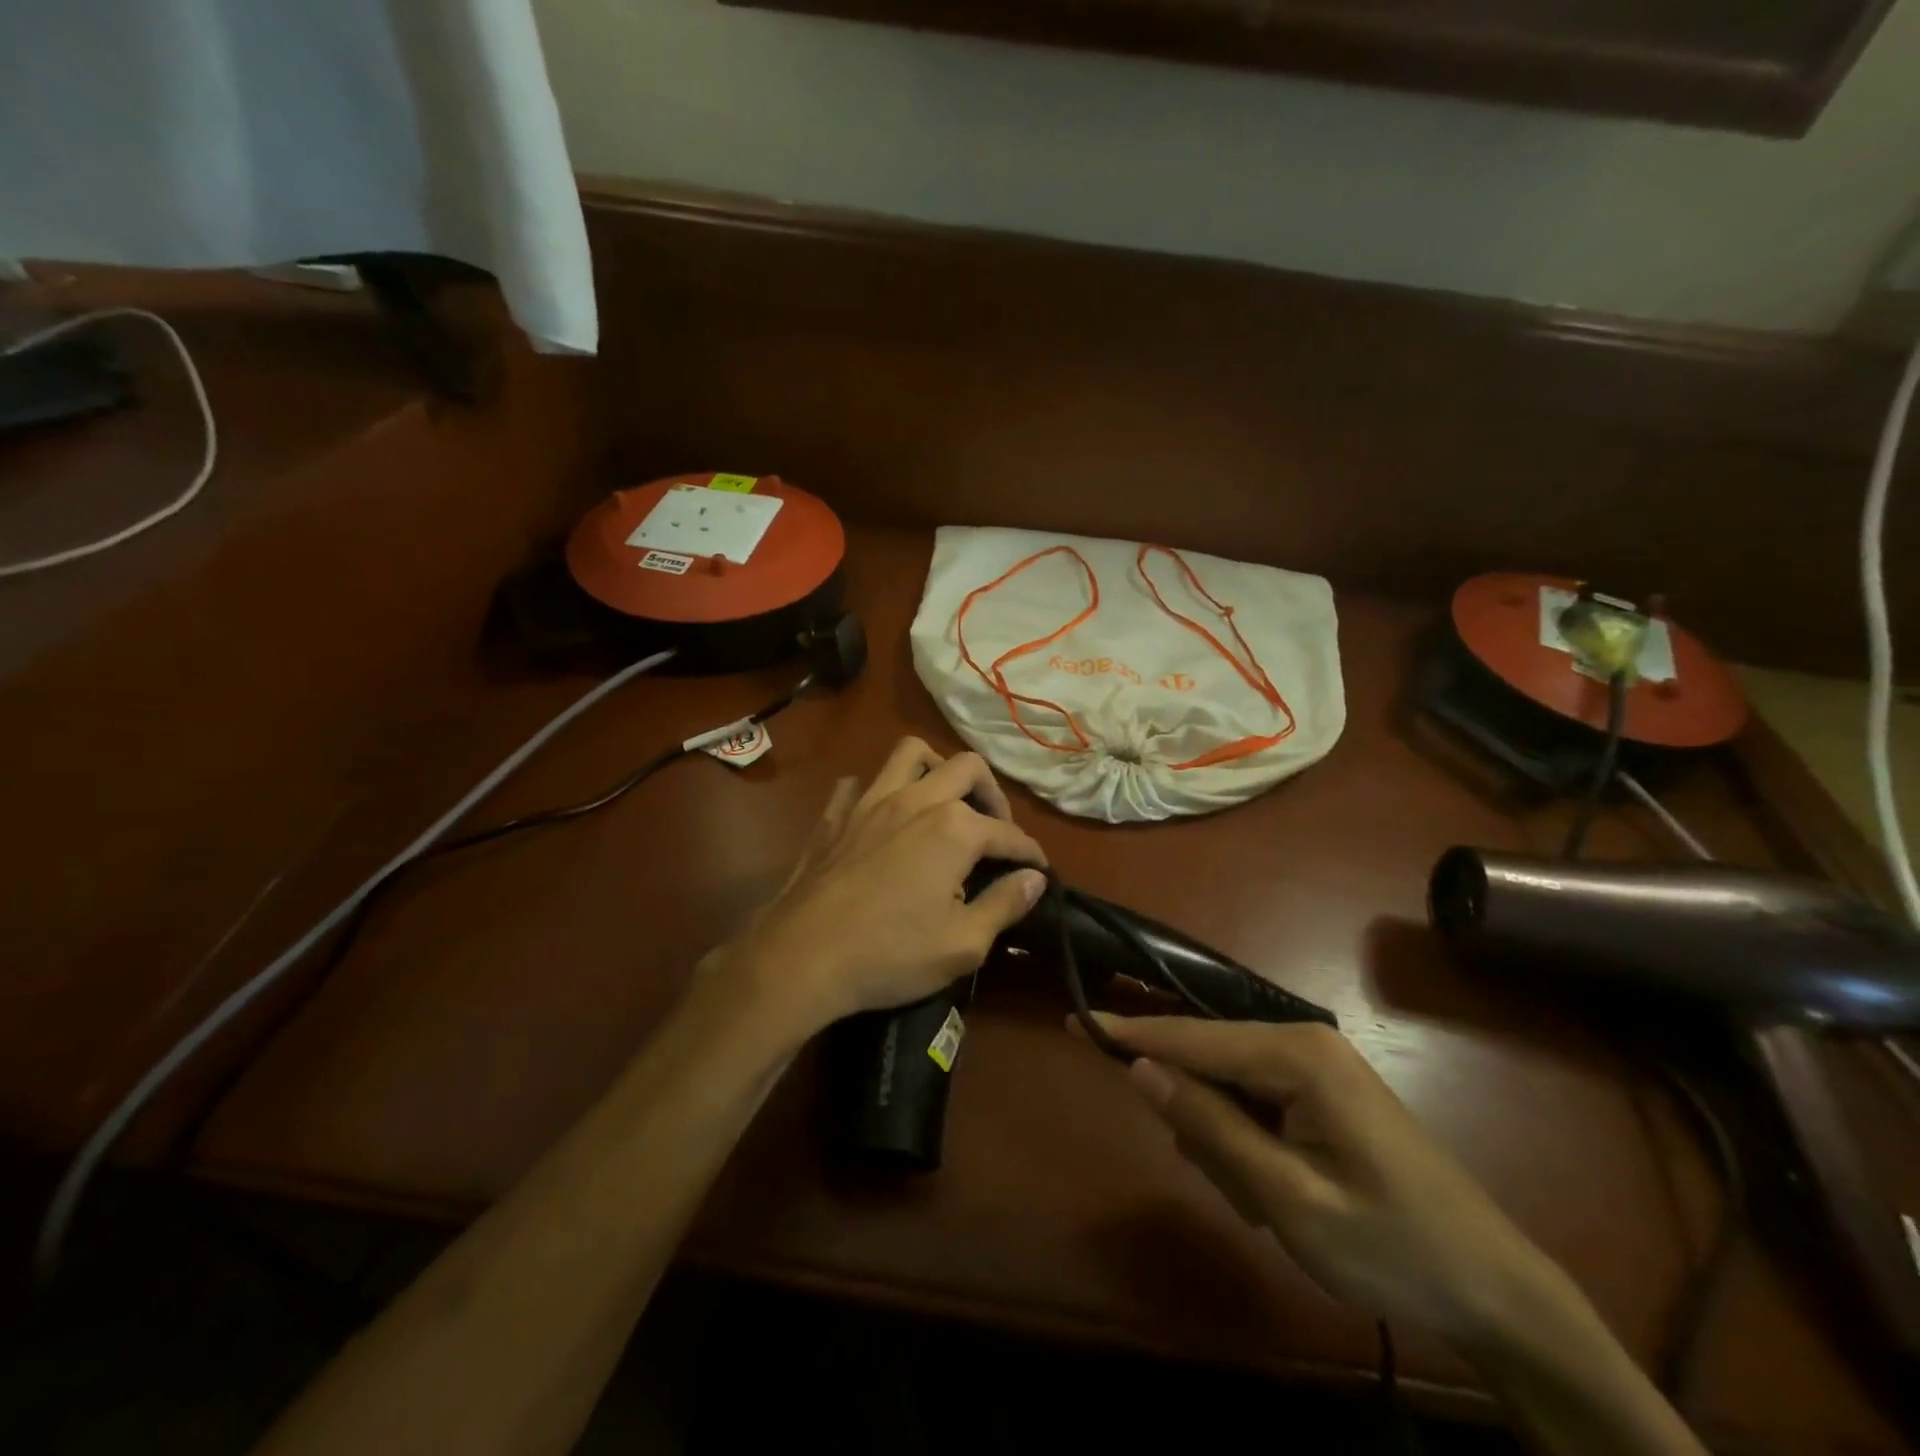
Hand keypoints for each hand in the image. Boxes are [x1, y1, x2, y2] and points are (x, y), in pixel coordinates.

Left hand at [726, 738, 1048, 1033]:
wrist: (802, 956)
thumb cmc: (890, 954)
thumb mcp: (964, 943)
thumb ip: (1005, 904)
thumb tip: (1035, 878)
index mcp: (954, 828)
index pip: (1008, 832)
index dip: (1030, 852)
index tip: (1040, 869)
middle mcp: (916, 799)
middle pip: (967, 768)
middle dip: (992, 794)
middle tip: (995, 829)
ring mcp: (870, 801)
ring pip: (910, 754)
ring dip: (936, 768)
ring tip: (944, 801)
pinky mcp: (835, 815)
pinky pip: (859, 783)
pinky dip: (877, 792)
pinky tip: (882, 818)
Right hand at [1091, 1014, 1565, 1353]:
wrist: (1496, 1288)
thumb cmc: (1392, 1245)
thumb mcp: (1289, 1199)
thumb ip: (1210, 1127)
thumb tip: (1140, 1069)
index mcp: (1296, 1054)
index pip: (1192, 1037)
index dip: (1130, 1034)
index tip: (1075, 1020)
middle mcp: (1302, 1042)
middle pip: (1208, 1061)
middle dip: (1198, 1119)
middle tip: (1236, 1189)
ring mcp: (1313, 1065)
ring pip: (1227, 1087)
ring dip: (1226, 1143)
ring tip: (1266, 1203)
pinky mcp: (1320, 1090)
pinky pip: (1254, 1102)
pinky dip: (1247, 1145)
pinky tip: (1278, 1191)